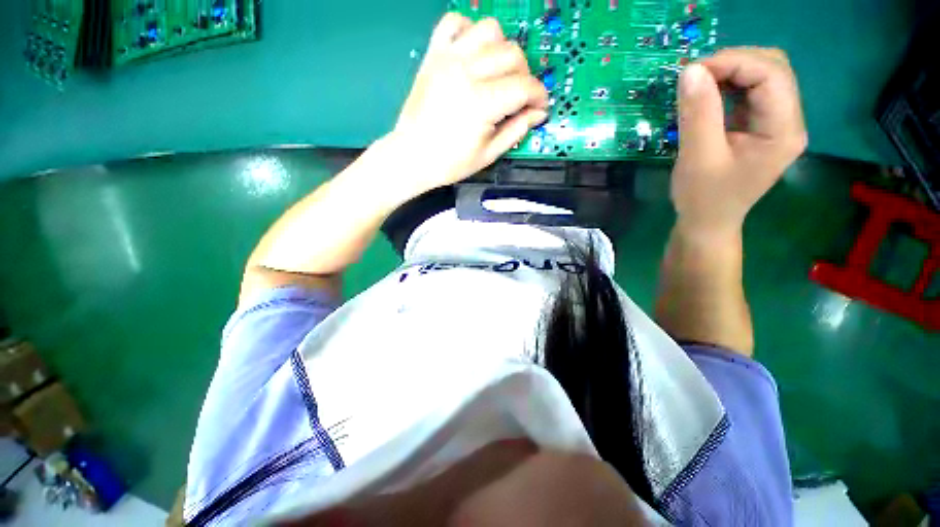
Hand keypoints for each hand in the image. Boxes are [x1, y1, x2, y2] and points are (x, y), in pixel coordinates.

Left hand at [391, 14, 548, 193]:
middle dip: (525, 75)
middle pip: (512, 54)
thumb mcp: (488, 155)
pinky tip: (474, 53)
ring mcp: (448, 59)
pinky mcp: (434, 55)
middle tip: (520, 96)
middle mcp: (466, 72)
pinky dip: (470, 31)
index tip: (540, 107)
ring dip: (502, 49)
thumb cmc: (449, 163)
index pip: (524, 86)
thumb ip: (516, 130)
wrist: (411, 156)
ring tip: (499, 73)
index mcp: (481, 103)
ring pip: (490, 31)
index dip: (539, 96)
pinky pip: (455, 22)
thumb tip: (537, 113)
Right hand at [671, 48, 807, 236]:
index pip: (772, 75)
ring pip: (763, 76)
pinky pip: (750, 92)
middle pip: (773, 69)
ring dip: (730, 72)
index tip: (692, 71)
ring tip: (698, 83)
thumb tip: (690, 71)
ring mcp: (776, 122)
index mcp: (783, 130)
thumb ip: (698, 113)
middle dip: (733, 63)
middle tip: (695, 76)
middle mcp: (789, 120)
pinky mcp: (761, 125)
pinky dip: (728, 85)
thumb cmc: (703, 198)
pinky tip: (708, 94)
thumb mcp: (697, 157)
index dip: (734, 63)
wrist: (708, 222)